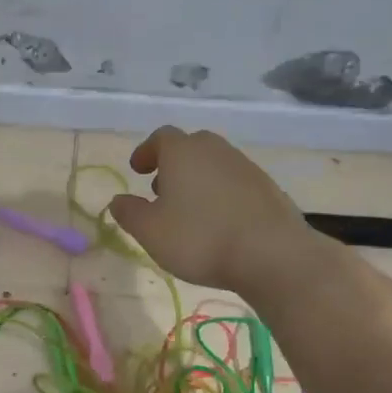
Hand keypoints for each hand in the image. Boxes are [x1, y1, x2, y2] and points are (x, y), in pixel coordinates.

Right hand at [107, 128, 304, 290]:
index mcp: (183, 152)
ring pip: (214, 164)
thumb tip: (118, 200)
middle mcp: (215, 150)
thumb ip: (129, 213)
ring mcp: (246, 167)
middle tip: (161, 190)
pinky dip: (221, 194)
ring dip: (198, 180)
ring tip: (189, 210)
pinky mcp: (268, 188)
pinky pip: (235, 183)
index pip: (161, 137)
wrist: (272, 254)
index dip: (146, 152)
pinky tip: (219, 222)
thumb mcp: (150, 231)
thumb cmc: (200, 238)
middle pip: (190, 147)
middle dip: (173, 165)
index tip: (137, 170)